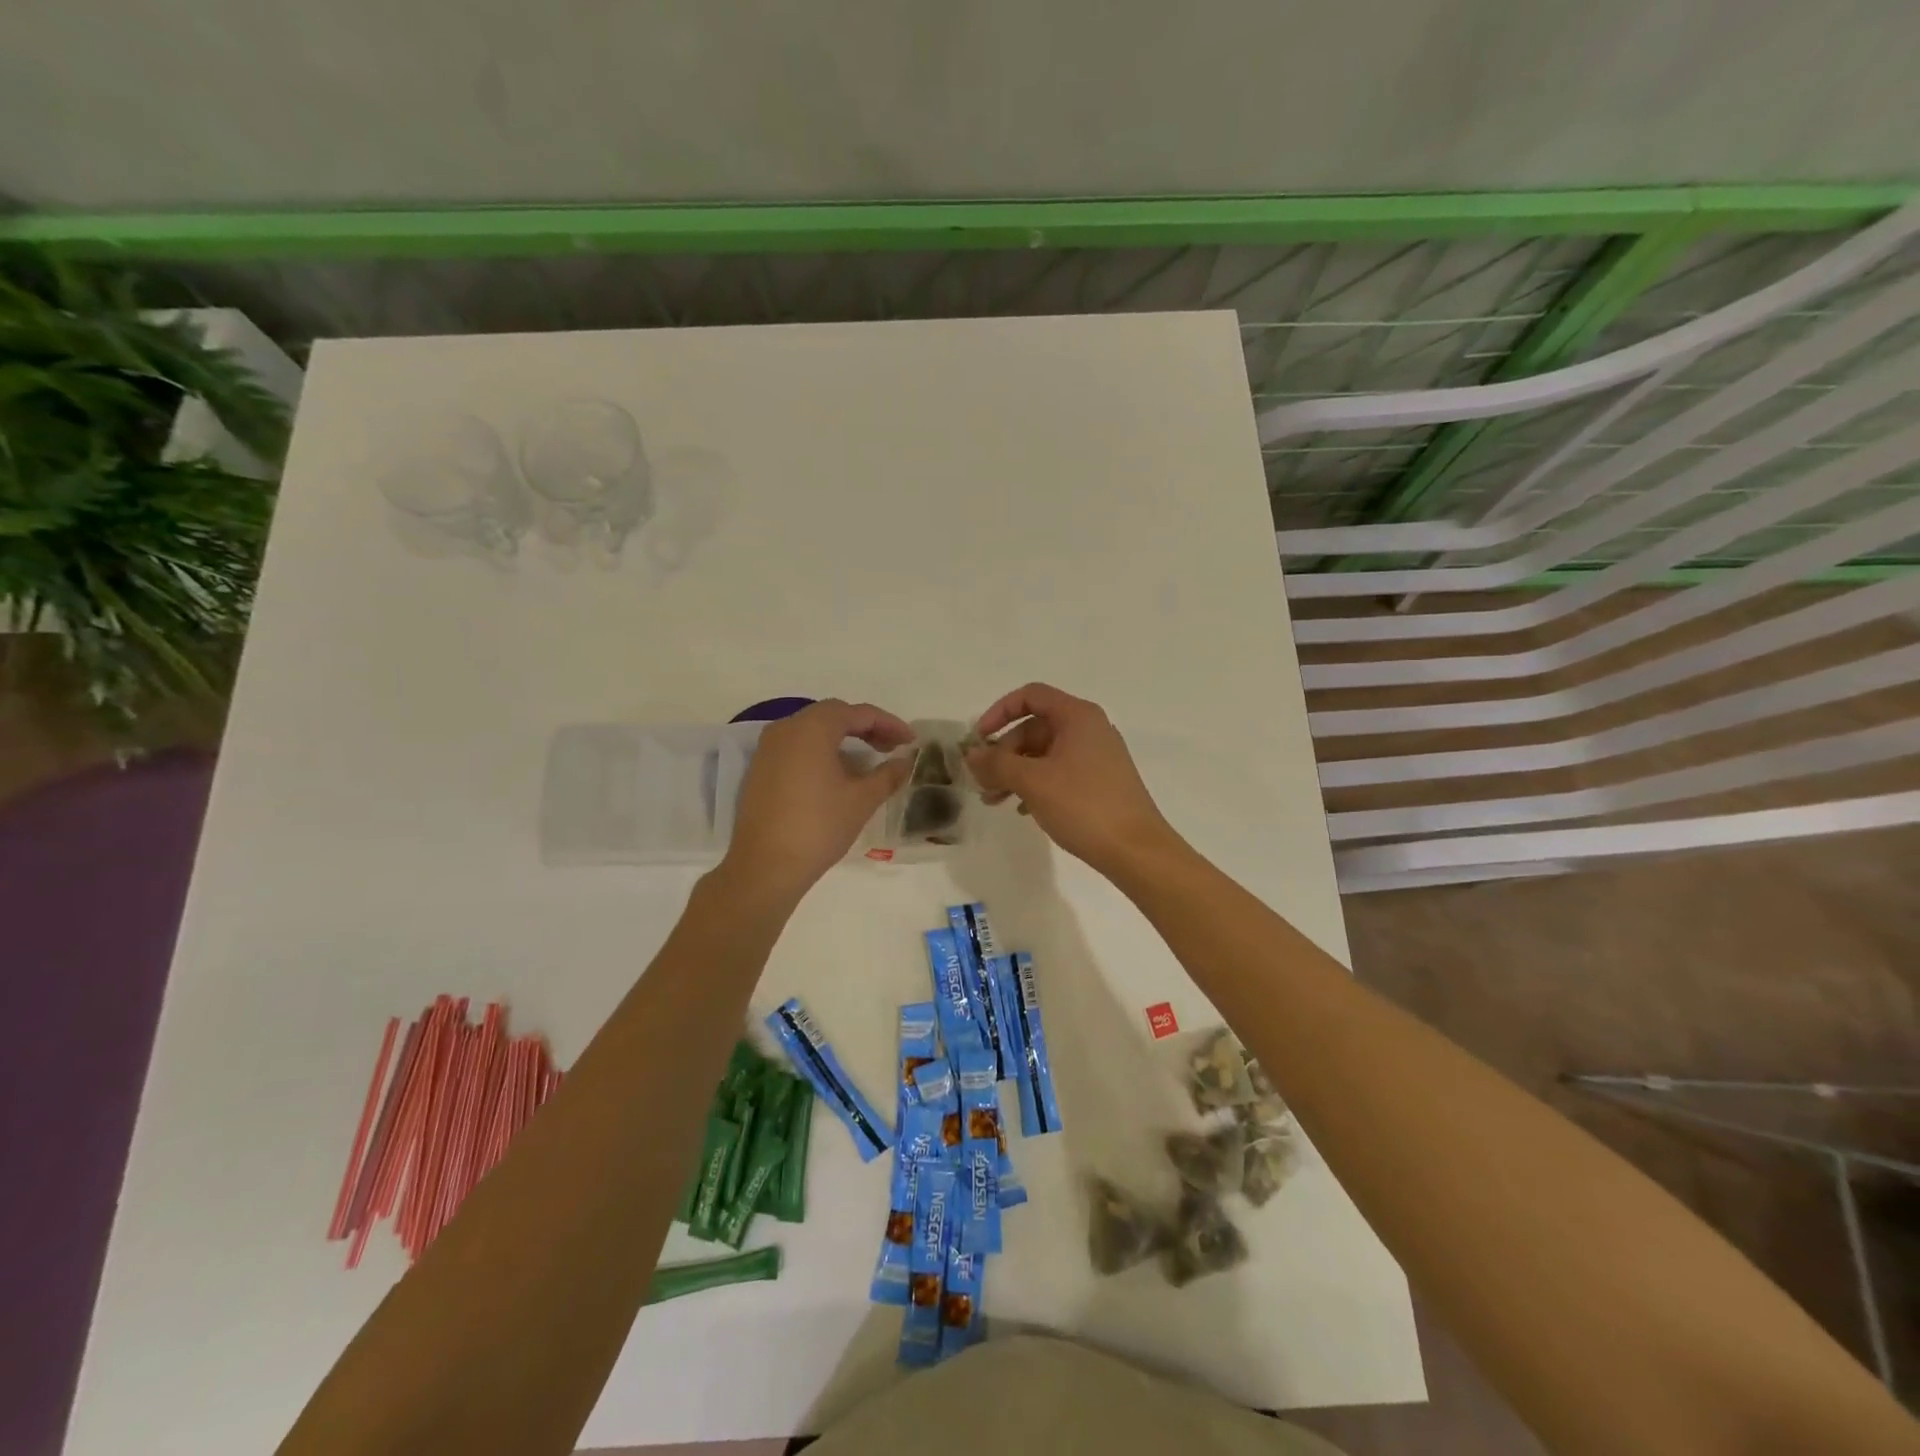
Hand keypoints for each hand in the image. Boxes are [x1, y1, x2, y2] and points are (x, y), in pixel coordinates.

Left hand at [721, 699, 912, 900]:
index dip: (888, 723)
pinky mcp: (759, 770)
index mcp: (812, 728)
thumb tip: (904, 762)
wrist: (765, 867)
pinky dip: (820, 752)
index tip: (910, 740)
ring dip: (842, 739)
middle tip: (891, 747)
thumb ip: (887, 775)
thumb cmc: (819, 826)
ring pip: (812, 731)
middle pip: (832, 715)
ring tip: (867, 760)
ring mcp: (767, 749)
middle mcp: (786, 729)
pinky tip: (836, 774)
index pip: (857, 713)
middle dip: (865, 727)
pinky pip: (796, 748)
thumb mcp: (862, 800)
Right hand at [965, 682, 1177, 875]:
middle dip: (1004, 753)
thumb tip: (971, 754)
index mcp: (1078, 716)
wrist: (1136, 850)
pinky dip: (1035, 784)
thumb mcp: (1032, 781)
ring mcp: (1097, 756)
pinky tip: (1021, 809)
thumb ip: (997, 763)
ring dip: (1015, 772)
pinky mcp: (1100, 782)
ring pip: (1044, 753)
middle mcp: (1089, 729)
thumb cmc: (1084, 805)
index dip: (999, 712)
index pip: (1030, 696)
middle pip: (1034, 728)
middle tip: (983, 783)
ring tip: (994, 801)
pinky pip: (1058, 772)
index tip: (979, 740)